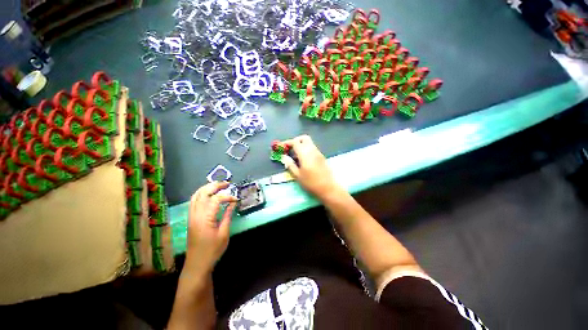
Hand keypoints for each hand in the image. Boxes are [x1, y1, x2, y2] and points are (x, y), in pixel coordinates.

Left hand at [185, 181, 237, 273]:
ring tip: (218, 185)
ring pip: (196, 195)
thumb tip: (233, 203)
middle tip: (227, 184)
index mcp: (205, 218)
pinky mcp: (191, 218)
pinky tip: (208, 194)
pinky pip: (194, 201)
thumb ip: (228, 215)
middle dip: (215, 186)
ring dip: (207, 188)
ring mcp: (191, 216)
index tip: (236, 199)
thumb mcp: (224, 233)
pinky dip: (201, 194)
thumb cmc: (212, 250)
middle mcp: (196, 214)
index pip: (216, 199)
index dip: (227, 196)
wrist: (197, 263)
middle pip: (203, 193)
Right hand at [283, 135, 343, 198]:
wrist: (328, 188)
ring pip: (309, 143)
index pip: (295, 142)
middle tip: (290, 149)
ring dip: (301, 145)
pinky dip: (306, 150)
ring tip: (295, 156)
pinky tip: (303, 160)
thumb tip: (284, 157)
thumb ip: (290, 165)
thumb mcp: (298, 175)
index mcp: (305, 154)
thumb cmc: (311, 183)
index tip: (282, 147)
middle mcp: (312, 150)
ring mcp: (318, 153)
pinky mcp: (322, 157)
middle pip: (304, 138)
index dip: (287, 143)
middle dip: (296, 141)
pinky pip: (312, 148)